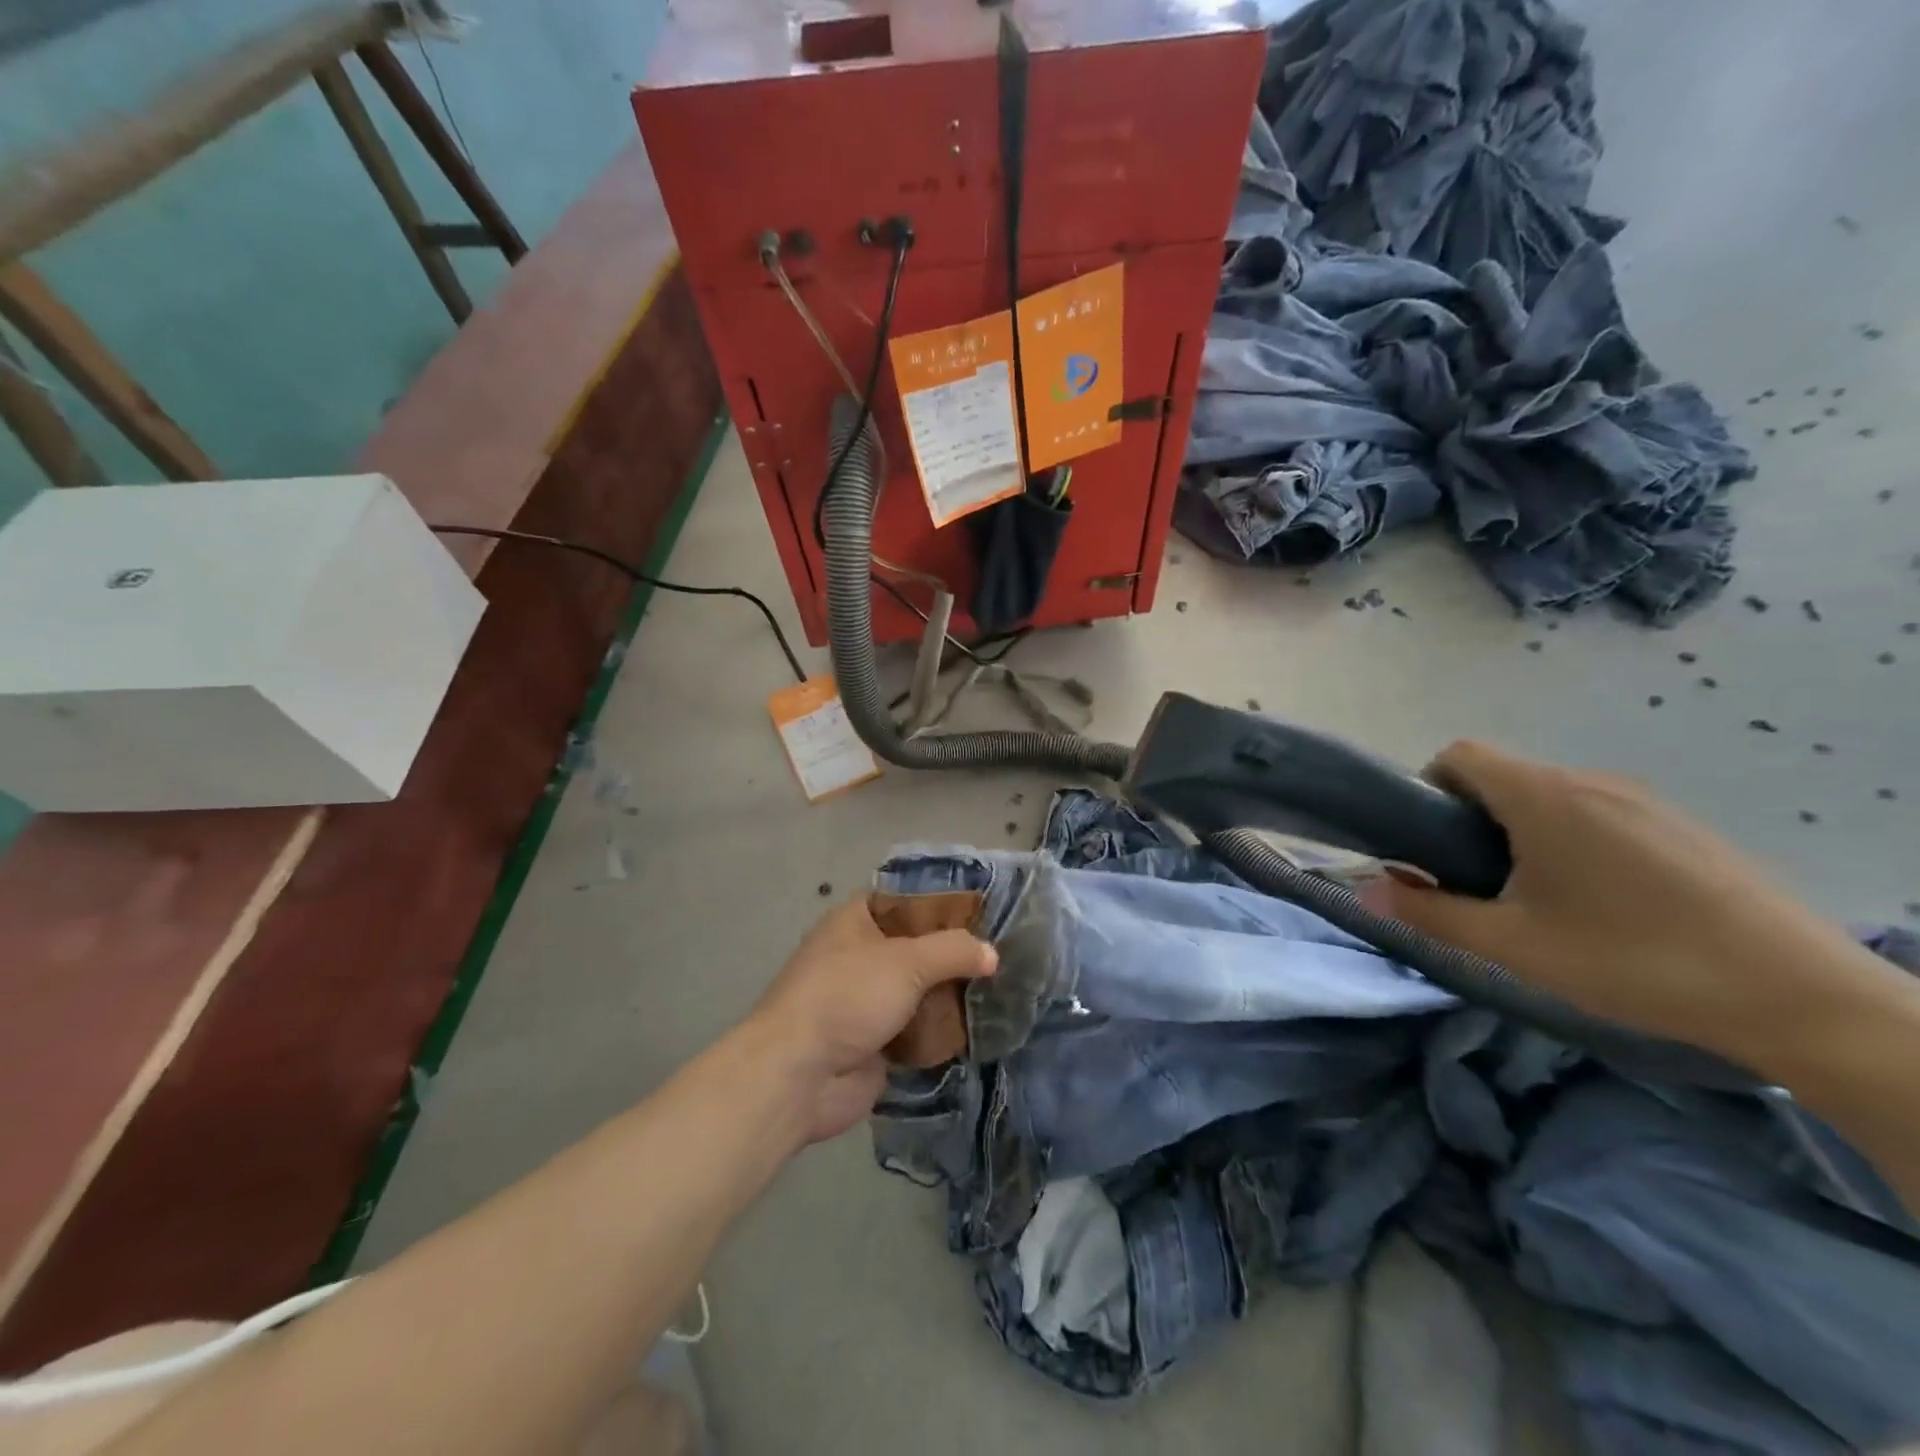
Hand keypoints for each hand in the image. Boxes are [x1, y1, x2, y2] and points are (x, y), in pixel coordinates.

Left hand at [743, 900, 996, 1144]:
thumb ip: (953, 951)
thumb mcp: (906, 961)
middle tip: (1002, 954)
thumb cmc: (847, 997)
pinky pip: (918, 1031)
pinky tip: (981, 1028)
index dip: (943, 903)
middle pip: (917, 948)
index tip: (985, 910)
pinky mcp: (876, 1044)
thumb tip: (992, 954)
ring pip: (919, 991)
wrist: (798, 1076)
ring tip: (1002, 990)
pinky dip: (942, 1031)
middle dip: (955, 954)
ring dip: (951, 995)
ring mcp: (866, 1002)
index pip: (905, 900)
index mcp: (855, 921)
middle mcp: (860, 956)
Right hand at [1364, 741, 1894, 1067]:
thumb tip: (1367, 893)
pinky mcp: (1685, 828)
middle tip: (1480, 883)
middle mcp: (1592, 782)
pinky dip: (1575, 841)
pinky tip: (1605, 905)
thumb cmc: (1633, 960)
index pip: (1460, 754)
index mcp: (1544, 797)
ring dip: (1524, 832)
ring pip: (1553, 797)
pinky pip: (1602, 814)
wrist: (1802, 999)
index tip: (1431, 842)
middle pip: (1505, 777)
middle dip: (1473, 820)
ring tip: (1541, 900)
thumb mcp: (1513, 945)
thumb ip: (1430, 914)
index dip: (1429, 787)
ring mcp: (1646, 801)